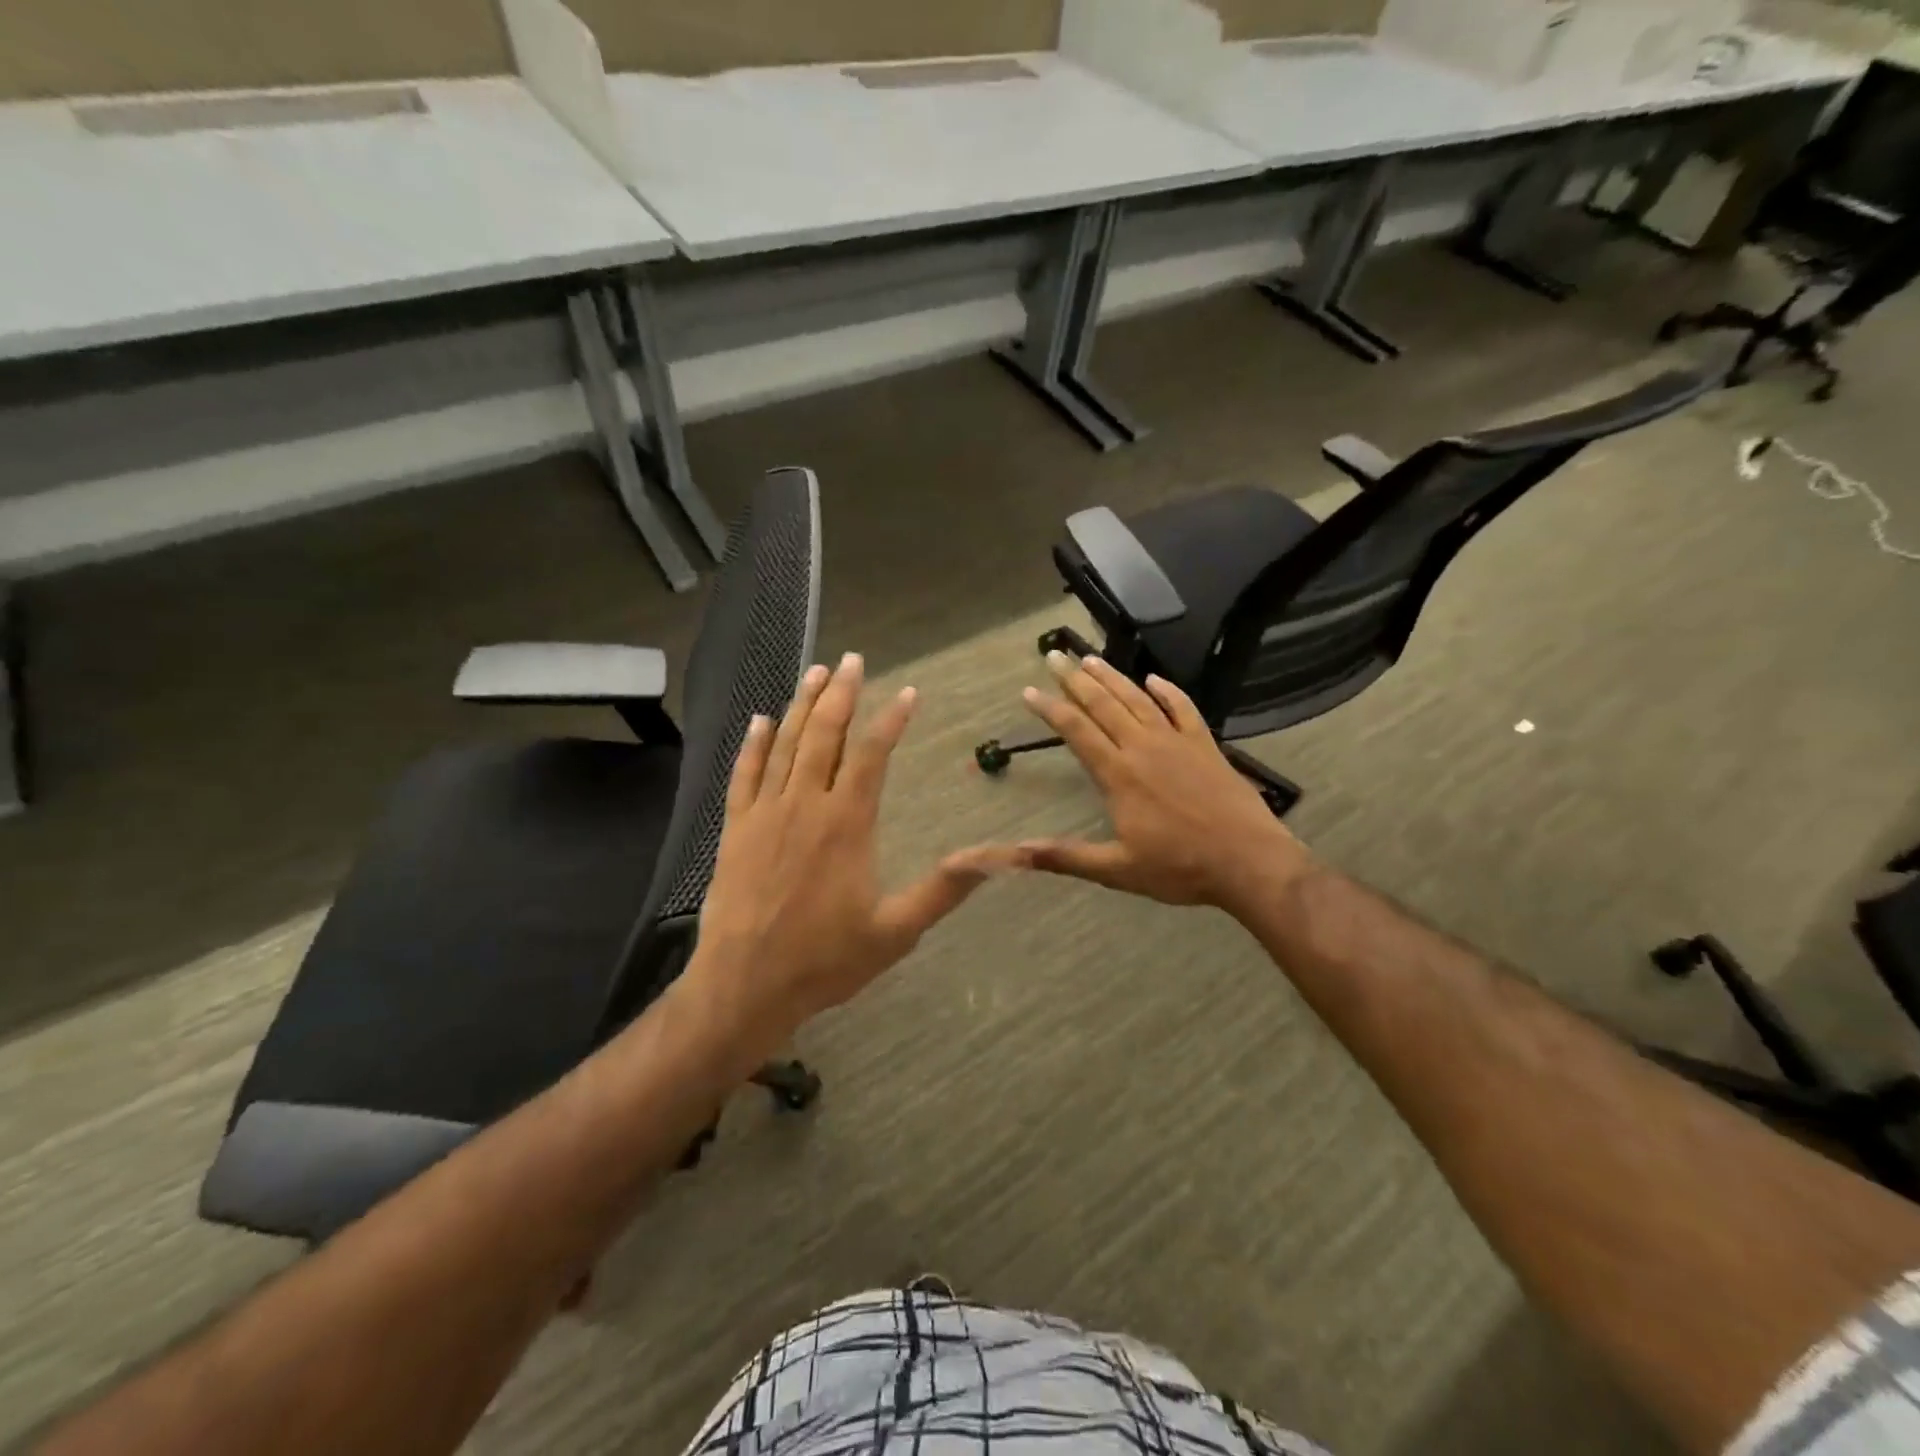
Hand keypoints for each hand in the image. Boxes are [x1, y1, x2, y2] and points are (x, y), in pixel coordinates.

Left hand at [685, 653, 1012, 1051]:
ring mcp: (765, 813)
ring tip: (815, 672)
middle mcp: (806, 805)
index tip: (907, 692)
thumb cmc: (825, 961)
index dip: (891, 719)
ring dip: (801, 705)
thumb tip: (1000, 858)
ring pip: (785, 745)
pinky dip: (753, 744)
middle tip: (852, 660)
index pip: (872, 755)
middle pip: (825, 735)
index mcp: (847, 824)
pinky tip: (761, 720)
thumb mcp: (896, 931)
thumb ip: (945, 889)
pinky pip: (744, 774)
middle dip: (841, 694)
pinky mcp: (736, 829)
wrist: (744, 985)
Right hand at [1016, 653, 1311, 911]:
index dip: (1050, 708)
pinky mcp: (1205, 746)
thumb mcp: (1117, 870)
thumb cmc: (1180, 869)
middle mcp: (1143, 748)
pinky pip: (1183, 708)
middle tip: (1056, 656)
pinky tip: (1154, 679)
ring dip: (1113, 677)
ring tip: (1091, 659)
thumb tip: (1016, 852)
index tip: (1028, 690)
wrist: (1250, 862)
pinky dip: (1168, 691)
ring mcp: (1177, 743)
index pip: (1076, 731)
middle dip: (1075, 679)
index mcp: (1118, 775)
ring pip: (1138, 700)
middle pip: (1103, 705)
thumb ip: (1065, 857)